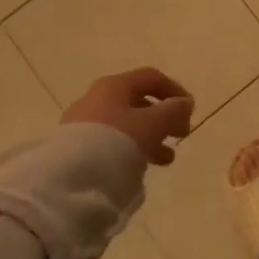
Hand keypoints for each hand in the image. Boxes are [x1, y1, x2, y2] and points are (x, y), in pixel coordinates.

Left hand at [62, 68, 194, 166]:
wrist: (68, 180)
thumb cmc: (117, 142)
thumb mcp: (152, 125)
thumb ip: (173, 111)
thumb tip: (184, 103)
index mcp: (114, 85)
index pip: (150, 78)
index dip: (174, 90)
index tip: (190, 111)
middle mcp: (96, 98)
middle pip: (137, 101)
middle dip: (162, 118)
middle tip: (180, 135)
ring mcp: (83, 124)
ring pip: (125, 124)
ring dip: (149, 137)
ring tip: (165, 159)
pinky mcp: (75, 148)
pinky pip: (111, 142)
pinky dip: (130, 149)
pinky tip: (138, 167)